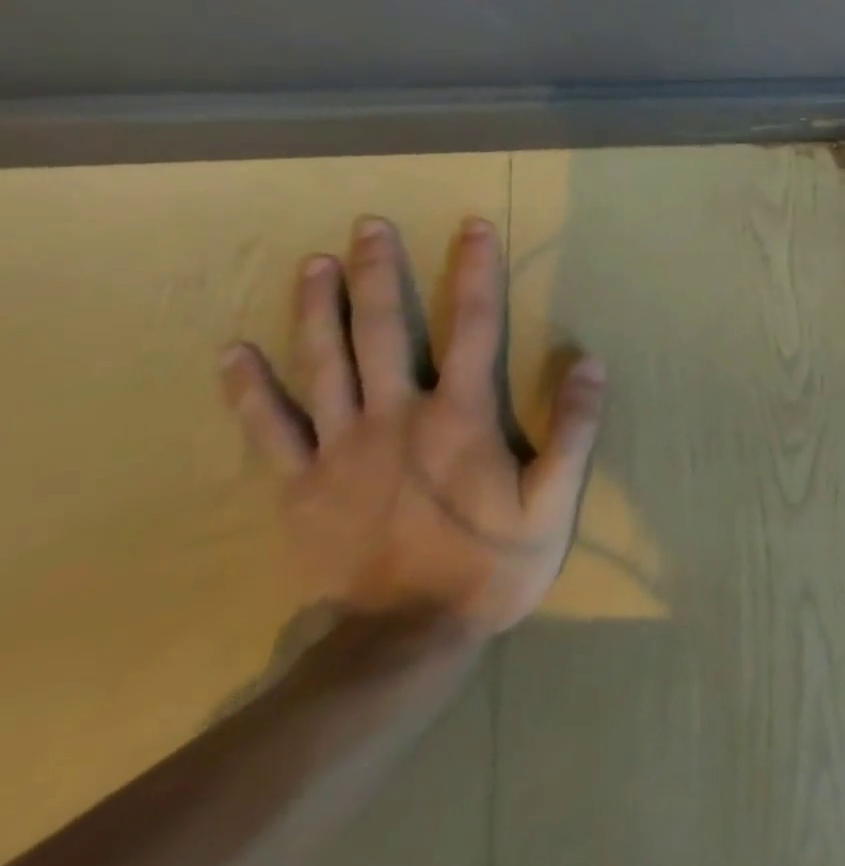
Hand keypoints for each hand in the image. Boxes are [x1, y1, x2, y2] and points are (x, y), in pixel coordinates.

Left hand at [219, 216, 603, 637]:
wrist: (406, 639)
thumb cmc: (492, 562)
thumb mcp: (556, 499)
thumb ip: (573, 428)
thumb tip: (589, 361)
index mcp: (460, 416)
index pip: (473, 326)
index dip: (475, 271)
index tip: (472, 227)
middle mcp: (396, 417)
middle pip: (382, 331)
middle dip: (377, 273)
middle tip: (368, 226)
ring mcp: (339, 450)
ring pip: (322, 365)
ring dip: (317, 309)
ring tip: (313, 263)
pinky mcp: (299, 486)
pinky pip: (269, 429)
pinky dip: (249, 389)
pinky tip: (234, 353)